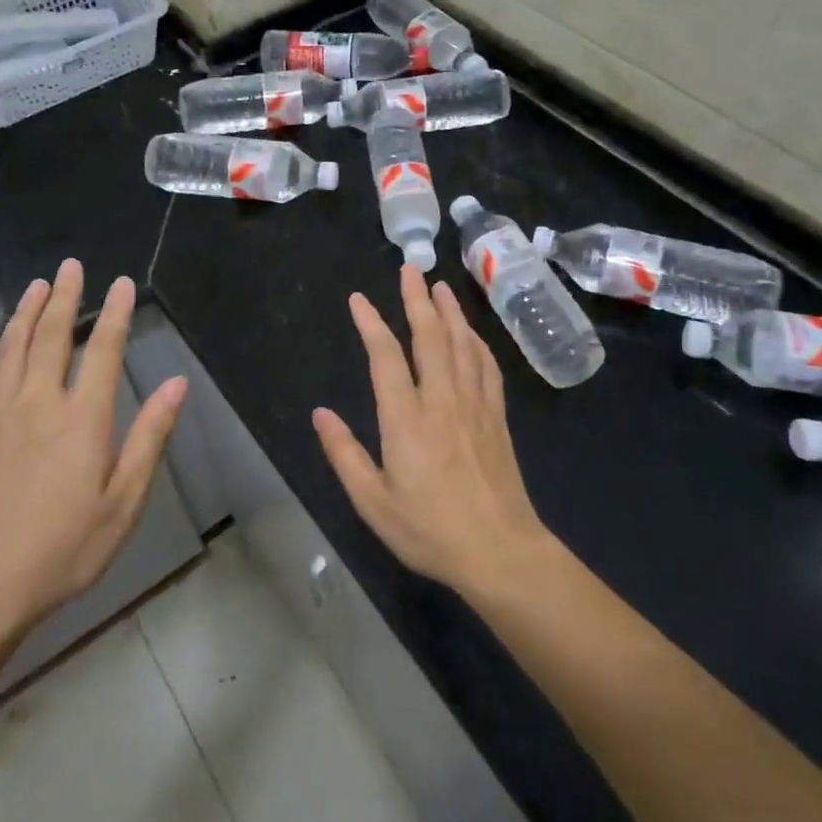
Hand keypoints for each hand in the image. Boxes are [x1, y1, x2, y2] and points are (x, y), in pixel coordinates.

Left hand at [0, 258, 187, 643]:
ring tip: (36, 287)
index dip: (115, 313)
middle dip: (64, 298)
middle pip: (51, 337)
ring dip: (25, 314)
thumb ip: (150, 437)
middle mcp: (38, 404)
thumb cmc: (65, 548)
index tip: (121, 283)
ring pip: (11, 350)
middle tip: (70, 266)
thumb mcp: (124, 500)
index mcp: (82, 418)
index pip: (104, 350)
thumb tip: (178, 384)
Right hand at [313, 266, 553, 599]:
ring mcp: (474, 405)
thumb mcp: (373, 502)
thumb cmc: (430, 530)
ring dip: (450, 311)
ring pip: (462, 344)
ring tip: (440, 286)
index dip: (371, 323)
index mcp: (406, 419)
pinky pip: (487, 367)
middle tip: (410, 269)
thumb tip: (320, 413)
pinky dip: (477, 342)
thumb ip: (344, 454)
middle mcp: (441, 400)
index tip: (358, 299)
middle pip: (430, 337)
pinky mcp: (497, 417)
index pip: (386, 357)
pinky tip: (472, 333)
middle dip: (417, 300)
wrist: (500, 552)